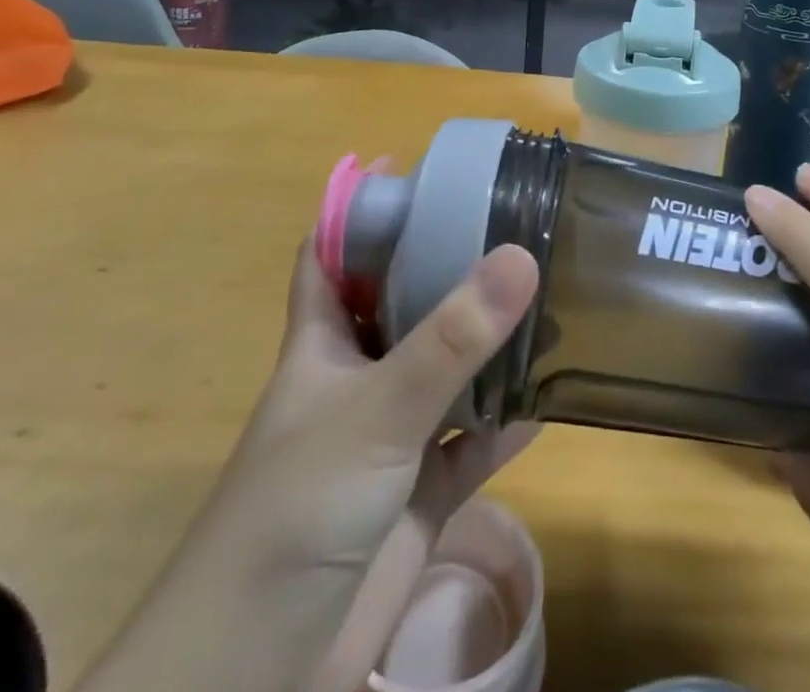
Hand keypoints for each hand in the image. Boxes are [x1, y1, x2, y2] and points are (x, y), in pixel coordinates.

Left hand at [79, 237, 540, 691]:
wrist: (261, 673)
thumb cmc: (296, 509)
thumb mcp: (376, 409)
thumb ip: (450, 338)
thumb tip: (522, 256)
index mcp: (321, 343)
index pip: (329, 254)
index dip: (358, 209)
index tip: (411, 168)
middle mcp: (355, 379)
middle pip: (399, 303)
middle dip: (443, 265)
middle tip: (506, 224)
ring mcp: (387, 439)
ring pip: (443, 372)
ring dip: (485, 344)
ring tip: (543, 296)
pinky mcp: (418, 497)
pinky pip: (471, 447)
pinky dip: (504, 425)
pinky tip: (548, 399)